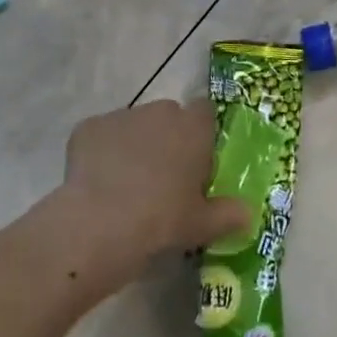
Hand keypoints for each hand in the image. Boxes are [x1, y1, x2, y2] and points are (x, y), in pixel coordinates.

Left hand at [51, 100, 251, 281]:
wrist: (98, 224)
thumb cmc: (161, 220)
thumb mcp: (203, 225)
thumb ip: (229, 215)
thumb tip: (249, 215)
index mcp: (192, 127)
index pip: (205, 112)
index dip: (202, 133)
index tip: (197, 161)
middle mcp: (159, 111)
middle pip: (169, 116)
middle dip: (167, 138)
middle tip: (164, 178)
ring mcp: (121, 116)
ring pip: (134, 125)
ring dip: (135, 144)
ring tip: (127, 184)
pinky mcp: (88, 127)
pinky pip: (102, 136)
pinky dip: (102, 153)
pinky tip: (98, 184)